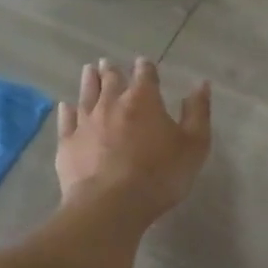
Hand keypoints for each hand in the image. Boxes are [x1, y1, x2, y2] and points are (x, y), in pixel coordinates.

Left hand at [56, 58, 211, 217]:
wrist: (110, 205)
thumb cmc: (159, 175)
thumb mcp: (193, 145)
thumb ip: (197, 112)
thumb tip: (201, 84)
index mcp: (143, 100)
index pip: (144, 75)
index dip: (145, 67)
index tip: (143, 63)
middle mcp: (112, 103)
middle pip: (111, 80)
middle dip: (112, 70)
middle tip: (107, 62)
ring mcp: (86, 122)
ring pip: (87, 94)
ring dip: (89, 81)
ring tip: (89, 70)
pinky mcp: (68, 143)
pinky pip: (66, 121)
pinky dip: (66, 111)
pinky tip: (65, 106)